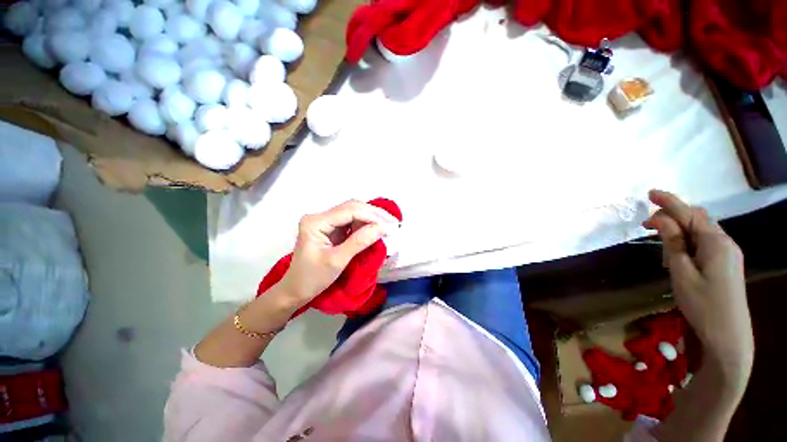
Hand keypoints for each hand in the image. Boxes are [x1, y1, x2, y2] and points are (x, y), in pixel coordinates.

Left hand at [278, 200, 399, 306]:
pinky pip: (352, 222)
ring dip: (372, 218)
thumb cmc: (312, 278)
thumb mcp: (337, 261)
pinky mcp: (331, 229)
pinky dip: (366, 225)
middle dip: (374, 214)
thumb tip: (383, 228)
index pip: (349, 211)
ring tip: (389, 225)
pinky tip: (377, 228)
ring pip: (354, 212)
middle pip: (352, 207)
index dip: (372, 216)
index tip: (391, 225)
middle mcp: (320, 216)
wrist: (296, 290)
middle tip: (394, 223)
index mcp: (316, 222)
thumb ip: (360, 242)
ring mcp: (326, 221)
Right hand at [644, 190, 753, 386]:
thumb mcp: (682, 273)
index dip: (669, 202)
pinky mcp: (726, 263)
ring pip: (700, 230)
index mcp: (715, 242)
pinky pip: (705, 242)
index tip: (649, 193)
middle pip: (696, 219)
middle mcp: (725, 242)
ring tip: (660, 244)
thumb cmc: (703, 304)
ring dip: (679, 230)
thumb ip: (673, 243)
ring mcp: (728, 253)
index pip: (689, 214)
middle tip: (646, 227)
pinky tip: (678, 254)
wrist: (728, 336)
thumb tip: (662, 219)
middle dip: (671, 217)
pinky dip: (688, 241)